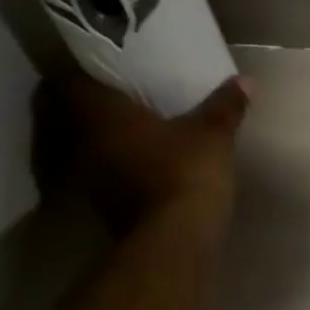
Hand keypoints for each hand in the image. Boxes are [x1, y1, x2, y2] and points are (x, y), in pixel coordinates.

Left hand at [33, 72, 250, 236]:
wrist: (173, 241)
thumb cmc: (184, 172)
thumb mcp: (212, 135)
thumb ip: (225, 106)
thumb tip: (246, 81)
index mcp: (98, 114)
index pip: (64, 82)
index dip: (80, 71)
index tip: (103, 67)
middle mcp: (80, 142)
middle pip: (68, 115)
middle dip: (91, 105)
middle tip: (122, 95)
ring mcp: (86, 178)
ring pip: (82, 146)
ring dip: (101, 138)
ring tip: (133, 128)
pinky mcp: (100, 206)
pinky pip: (99, 172)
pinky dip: (114, 165)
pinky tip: (141, 162)